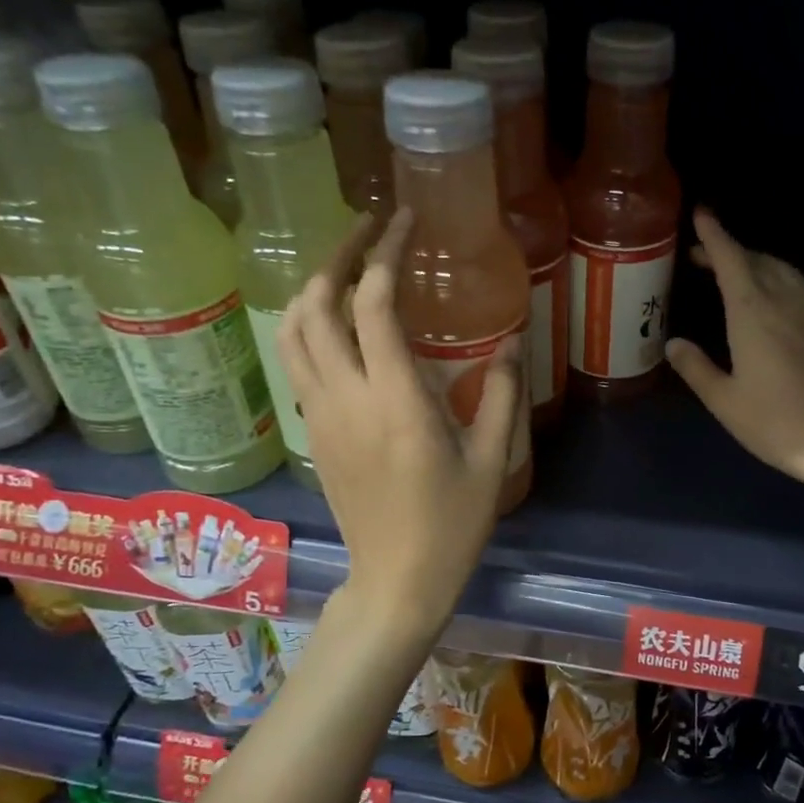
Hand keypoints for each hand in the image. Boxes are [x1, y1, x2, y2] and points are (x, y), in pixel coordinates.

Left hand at [277, 208, 522, 637]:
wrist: (395, 580)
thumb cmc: (451, 525)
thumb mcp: (492, 460)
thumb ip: (500, 394)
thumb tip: (509, 343)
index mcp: (395, 400)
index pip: (374, 305)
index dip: (386, 253)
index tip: (404, 222)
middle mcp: (346, 397)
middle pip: (317, 304)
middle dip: (339, 256)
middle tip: (370, 231)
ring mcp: (320, 414)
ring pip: (293, 331)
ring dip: (314, 288)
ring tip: (347, 270)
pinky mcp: (313, 432)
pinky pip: (297, 361)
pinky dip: (309, 326)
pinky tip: (340, 326)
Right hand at [666, 208, 803, 493]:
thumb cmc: (777, 423)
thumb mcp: (724, 401)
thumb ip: (696, 367)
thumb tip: (674, 343)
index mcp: (753, 311)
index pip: (730, 257)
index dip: (713, 234)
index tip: (700, 214)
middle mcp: (786, 297)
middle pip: (756, 259)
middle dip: (729, 250)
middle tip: (703, 255)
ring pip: (781, 269)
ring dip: (755, 263)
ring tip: (734, 273)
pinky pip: (800, 286)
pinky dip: (778, 280)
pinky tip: (772, 299)